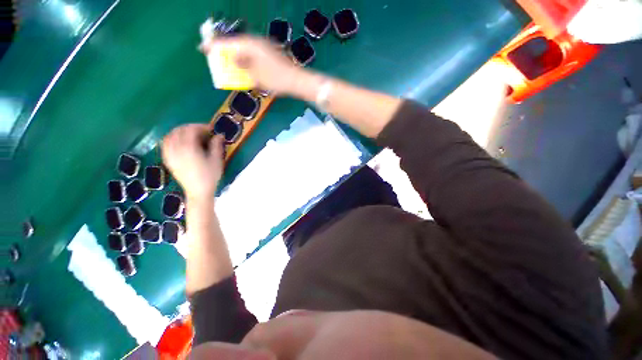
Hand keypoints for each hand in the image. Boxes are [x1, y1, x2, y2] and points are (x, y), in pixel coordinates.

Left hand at [161, 124, 224, 200]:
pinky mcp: (168, 160)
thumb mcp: (216, 160)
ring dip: (180, 131)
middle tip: (202, 131)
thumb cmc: (210, 176)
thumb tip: (219, 135)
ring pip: (170, 136)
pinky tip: (178, 141)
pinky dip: (171, 139)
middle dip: (191, 127)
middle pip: (179, 131)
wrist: (198, 191)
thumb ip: (216, 145)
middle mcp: (176, 149)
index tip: (211, 129)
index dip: (201, 126)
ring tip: (190, 134)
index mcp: (189, 148)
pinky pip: (165, 144)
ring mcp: (170, 154)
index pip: (191, 130)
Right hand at [200, 36, 304, 94]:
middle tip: (213, 54)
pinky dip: (245, 58)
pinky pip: (252, 53)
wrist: (297, 81)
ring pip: (243, 48)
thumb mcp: (256, 76)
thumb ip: (242, 67)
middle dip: (224, 49)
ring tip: (226, 60)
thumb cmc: (276, 79)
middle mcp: (256, 43)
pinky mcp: (270, 54)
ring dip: (234, 54)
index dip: (214, 46)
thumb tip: (233, 59)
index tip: (202, 48)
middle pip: (235, 43)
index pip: (227, 43)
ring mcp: (264, 47)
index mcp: (250, 45)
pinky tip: (243, 64)